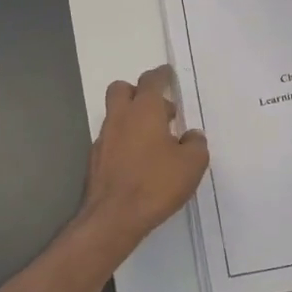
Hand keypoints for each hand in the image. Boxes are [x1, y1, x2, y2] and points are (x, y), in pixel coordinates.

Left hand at [77, 65, 208, 248]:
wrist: (114, 217)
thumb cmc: (156, 183)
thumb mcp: (192, 164)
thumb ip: (196, 144)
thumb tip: (192, 135)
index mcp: (144, 110)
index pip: (151, 81)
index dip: (161, 75)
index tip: (167, 74)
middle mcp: (120, 118)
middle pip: (122, 89)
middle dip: (138, 92)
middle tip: (159, 109)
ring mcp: (104, 139)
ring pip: (116, 115)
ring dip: (132, 119)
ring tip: (155, 140)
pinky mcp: (96, 160)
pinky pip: (111, 139)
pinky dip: (124, 141)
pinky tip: (139, 161)